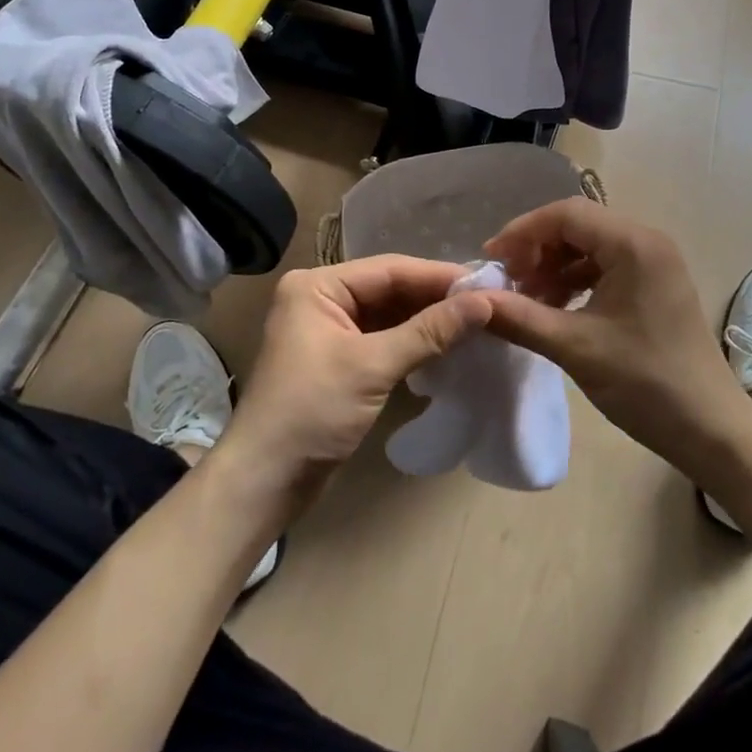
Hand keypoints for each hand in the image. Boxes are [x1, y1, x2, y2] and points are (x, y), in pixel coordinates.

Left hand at [219, 257, 494, 514]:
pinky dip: (413, 341)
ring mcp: (329, 329)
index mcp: (317, 285)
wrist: (264, 481)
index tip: (485, 282)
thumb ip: (429, 332)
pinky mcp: (338, 358)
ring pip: (389, 314)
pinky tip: (447, 343)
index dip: (438, 276)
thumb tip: (484, 303)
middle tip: (487, 301)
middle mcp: (321, 298)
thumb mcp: (372, 367)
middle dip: (435, 297)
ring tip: (476, 320)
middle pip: (389, 288)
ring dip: (428, 320)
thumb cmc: (311, 412)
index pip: (389, 269)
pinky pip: (383, 337)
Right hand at [482, 199, 751, 475]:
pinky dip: (574, 281)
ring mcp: (654, 263)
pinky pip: (605, 266)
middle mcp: (646, 241)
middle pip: (576, 226)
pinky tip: (555, 309)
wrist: (712, 430)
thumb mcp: (574, 348)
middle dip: (536, 249)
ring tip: (527, 300)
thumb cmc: (645, 383)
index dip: (522, 232)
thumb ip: (519, 317)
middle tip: (508, 283)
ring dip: (553, 266)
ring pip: (589, 246)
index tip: (491, 261)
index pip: (565, 214)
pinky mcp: (655, 285)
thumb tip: (472, 300)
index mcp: (632, 244)